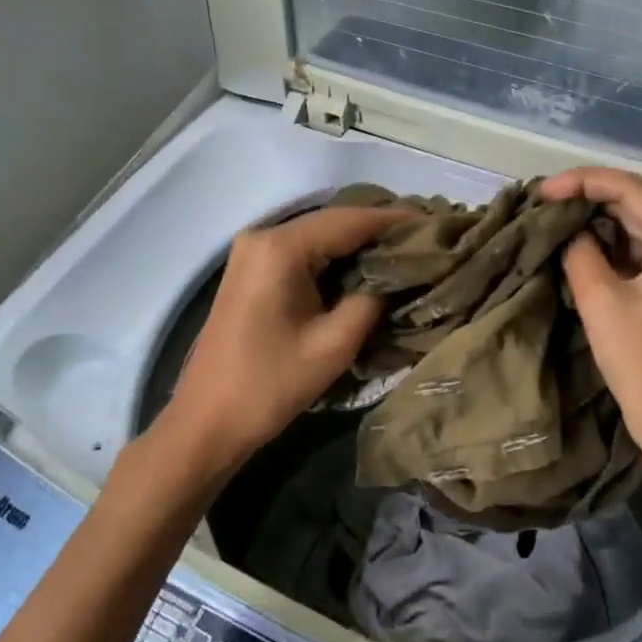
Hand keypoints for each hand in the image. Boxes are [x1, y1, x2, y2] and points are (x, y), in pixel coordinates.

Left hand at [159, 205, 411, 470]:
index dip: (394, 220)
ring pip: (318, 234)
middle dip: (378, 228)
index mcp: (281, 248)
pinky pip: (302, 251)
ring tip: (404, 248)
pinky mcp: (251, 269)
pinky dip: (335, 255)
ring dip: (358, 241)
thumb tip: (395, 274)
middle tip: (424, 237)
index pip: (350, 220)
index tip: (434, 223)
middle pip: (333, 221)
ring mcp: (252, 251)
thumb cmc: (270, 385)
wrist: (206, 422)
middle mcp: (263, 236)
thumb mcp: (334, 344)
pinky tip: (365, 264)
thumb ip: (371, 299)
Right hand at [540, 168, 641, 469]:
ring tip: (550, 219)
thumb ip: (580, 252)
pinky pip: (636, 251)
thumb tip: (566, 229)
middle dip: (586, 200)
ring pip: (633, 226)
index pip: (629, 189)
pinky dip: (605, 246)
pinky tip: (573, 244)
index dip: (581, 182)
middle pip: (634, 203)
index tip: (541, 192)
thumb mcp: (601, 301)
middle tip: (540, 204)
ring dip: (593, 222)